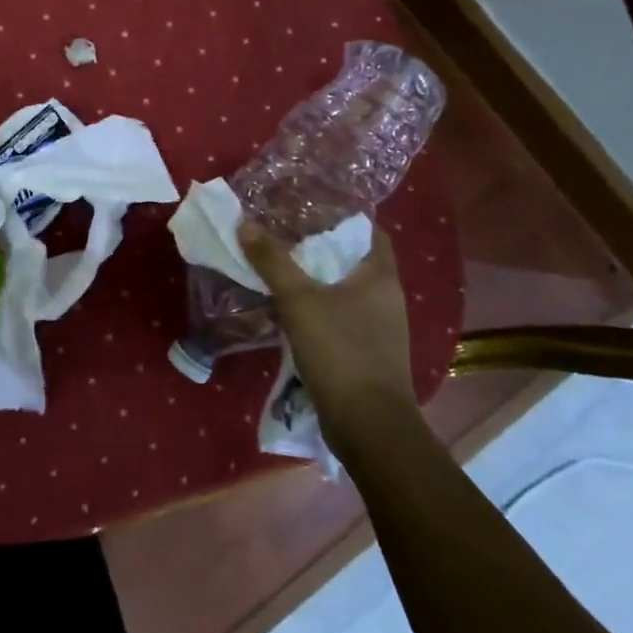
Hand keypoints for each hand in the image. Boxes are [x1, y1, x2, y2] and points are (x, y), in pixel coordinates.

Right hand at [238, 219, 415, 415]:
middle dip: (321, 245)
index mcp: (381, 276)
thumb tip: (245, 222)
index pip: (369, 230)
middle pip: (353, 258)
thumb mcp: (299, 300)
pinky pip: (341, 315)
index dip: (342, 215)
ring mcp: (379, 326)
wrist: (368, 425)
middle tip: (283, 231)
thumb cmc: (340, 351)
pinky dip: (318, 305)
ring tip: (280, 265)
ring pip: (345, 288)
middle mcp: (387, 296)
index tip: (308, 207)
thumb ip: (272, 261)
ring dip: (316, 277)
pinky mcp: (367, 351)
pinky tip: (290, 307)